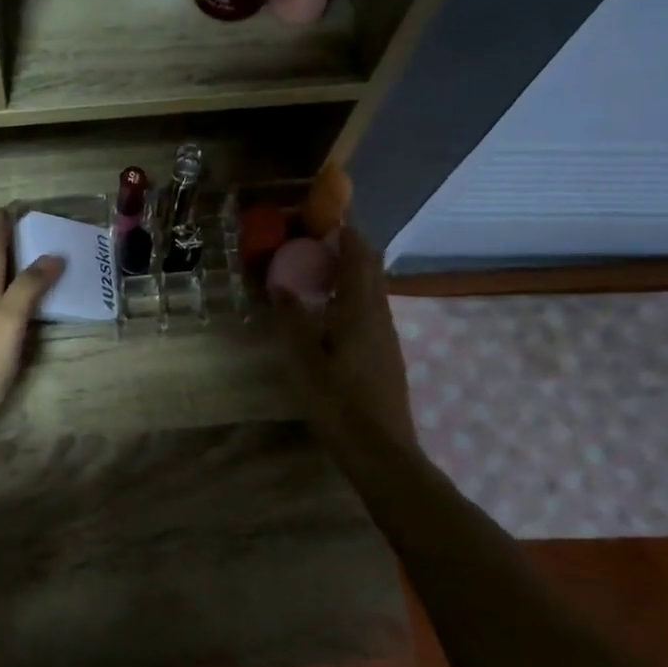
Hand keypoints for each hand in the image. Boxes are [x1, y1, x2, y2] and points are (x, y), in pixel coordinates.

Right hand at [271, 227, 417, 453]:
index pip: (359, 255)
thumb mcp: (304, 360)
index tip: (322, 217)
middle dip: (347, 247)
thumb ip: (292, 319)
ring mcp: (386, 335)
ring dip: (349, 272)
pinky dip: (351, 295)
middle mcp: (379, 315)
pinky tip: (329, 311)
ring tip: (315, 271)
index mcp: (360, 310)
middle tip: (312, 242)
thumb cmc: (338, 402)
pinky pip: (369, 308)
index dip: (345, 231)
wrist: (381, 450)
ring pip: (371, 289)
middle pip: (370, 268)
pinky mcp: (385, 353)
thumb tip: (281, 285)